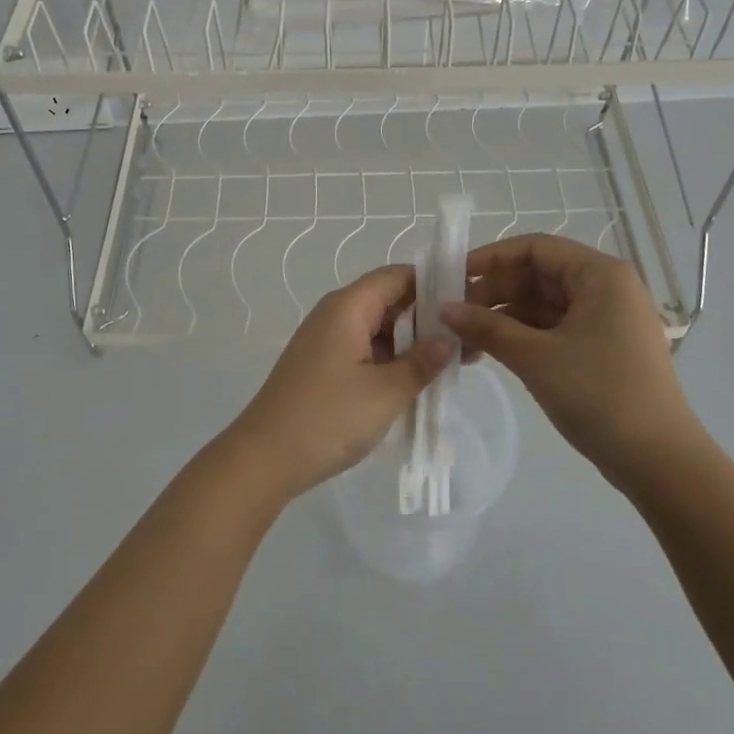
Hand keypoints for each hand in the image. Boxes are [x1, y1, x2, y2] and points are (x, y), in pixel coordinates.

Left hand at [226, 265, 453, 501]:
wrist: (265, 457)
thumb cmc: (328, 417)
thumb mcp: (386, 392)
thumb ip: (422, 362)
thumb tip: (449, 338)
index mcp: (348, 306)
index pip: (397, 276)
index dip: (433, 283)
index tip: (469, 300)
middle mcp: (335, 314)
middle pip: (389, 301)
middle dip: (428, 318)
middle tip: (468, 340)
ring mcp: (326, 340)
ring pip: (378, 329)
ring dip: (411, 343)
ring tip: (452, 363)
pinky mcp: (322, 366)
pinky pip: (364, 350)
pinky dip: (391, 360)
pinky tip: (417, 381)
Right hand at [441, 234, 694, 480]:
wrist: (660, 462)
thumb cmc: (599, 395)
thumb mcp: (535, 357)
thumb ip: (486, 327)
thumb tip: (443, 309)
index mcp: (600, 275)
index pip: (535, 248)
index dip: (491, 258)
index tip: (453, 276)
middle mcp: (606, 288)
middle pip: (537, 275)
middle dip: (493, 293)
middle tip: (452, 316)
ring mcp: (606, 320)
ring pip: (543, 305)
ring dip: (503, 318)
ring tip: (464, 341)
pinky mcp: (603, 348)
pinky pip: (554, 328)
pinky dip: (522, 337)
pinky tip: (490, 352)